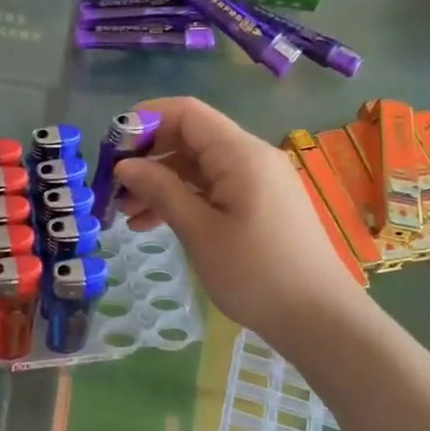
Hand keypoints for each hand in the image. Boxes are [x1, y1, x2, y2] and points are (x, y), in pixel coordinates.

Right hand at [114, 97, 362, 337]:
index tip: (110, 148)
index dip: (145, 121)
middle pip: (190, 137)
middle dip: (148, 156)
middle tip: (113, 186)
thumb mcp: (200, 231)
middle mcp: (250, 157)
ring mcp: (257, 181)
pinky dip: (182, 198)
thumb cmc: (256, 273)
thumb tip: (124, 165)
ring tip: (126, 212)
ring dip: (161, 182)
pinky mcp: (258, 204)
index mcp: (240, 154)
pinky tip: (153, 223)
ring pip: (198, 166)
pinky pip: (212, 188)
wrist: (318, 318)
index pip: (186, 113)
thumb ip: (161, 191)